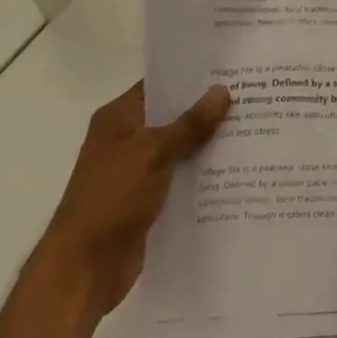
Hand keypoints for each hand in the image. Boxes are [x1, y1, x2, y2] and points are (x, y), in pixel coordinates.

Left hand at [35, 80, 230, 325]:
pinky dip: (201, 174)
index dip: (191, 77)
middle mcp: (126, 139)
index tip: (229, 69)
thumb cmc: (112, 197)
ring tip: (252, 128)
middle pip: (172, 116)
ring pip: (179, 149)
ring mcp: (136, 171)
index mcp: (119, 118)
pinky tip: (236, 169)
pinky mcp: (147, 201)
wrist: (84, 268)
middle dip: (207, 110)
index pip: (159, 85)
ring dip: (207, 144)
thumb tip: (222, 90)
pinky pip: (180, 178)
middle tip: (250, 97)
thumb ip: (190, 124)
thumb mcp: (154, 153)